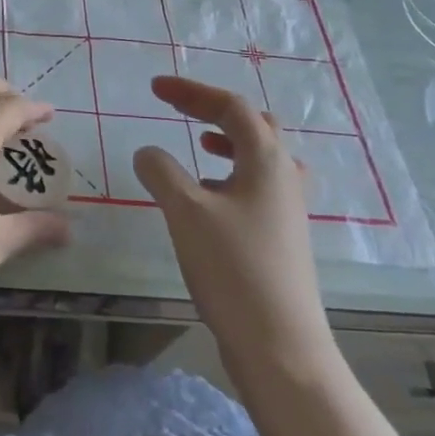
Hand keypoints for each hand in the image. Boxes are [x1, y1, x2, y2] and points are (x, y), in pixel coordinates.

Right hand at [132, 76, 334, 375]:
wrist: (280, 346)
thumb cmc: (234, 268)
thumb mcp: (186, 211)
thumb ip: (161, 171)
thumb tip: (148, 151)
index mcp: (266, 160)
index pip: (231, 106)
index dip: (192, 91)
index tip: (155, 89)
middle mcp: (284, 176)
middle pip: (254, 125)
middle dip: (213, 110)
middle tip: (178, 109)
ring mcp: (287, 209)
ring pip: (259, 157)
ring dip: (227, 141)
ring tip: (198, 144)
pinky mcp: (281, 236)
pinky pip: (256, 185)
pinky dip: (230, 174)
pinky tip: (207, 195)